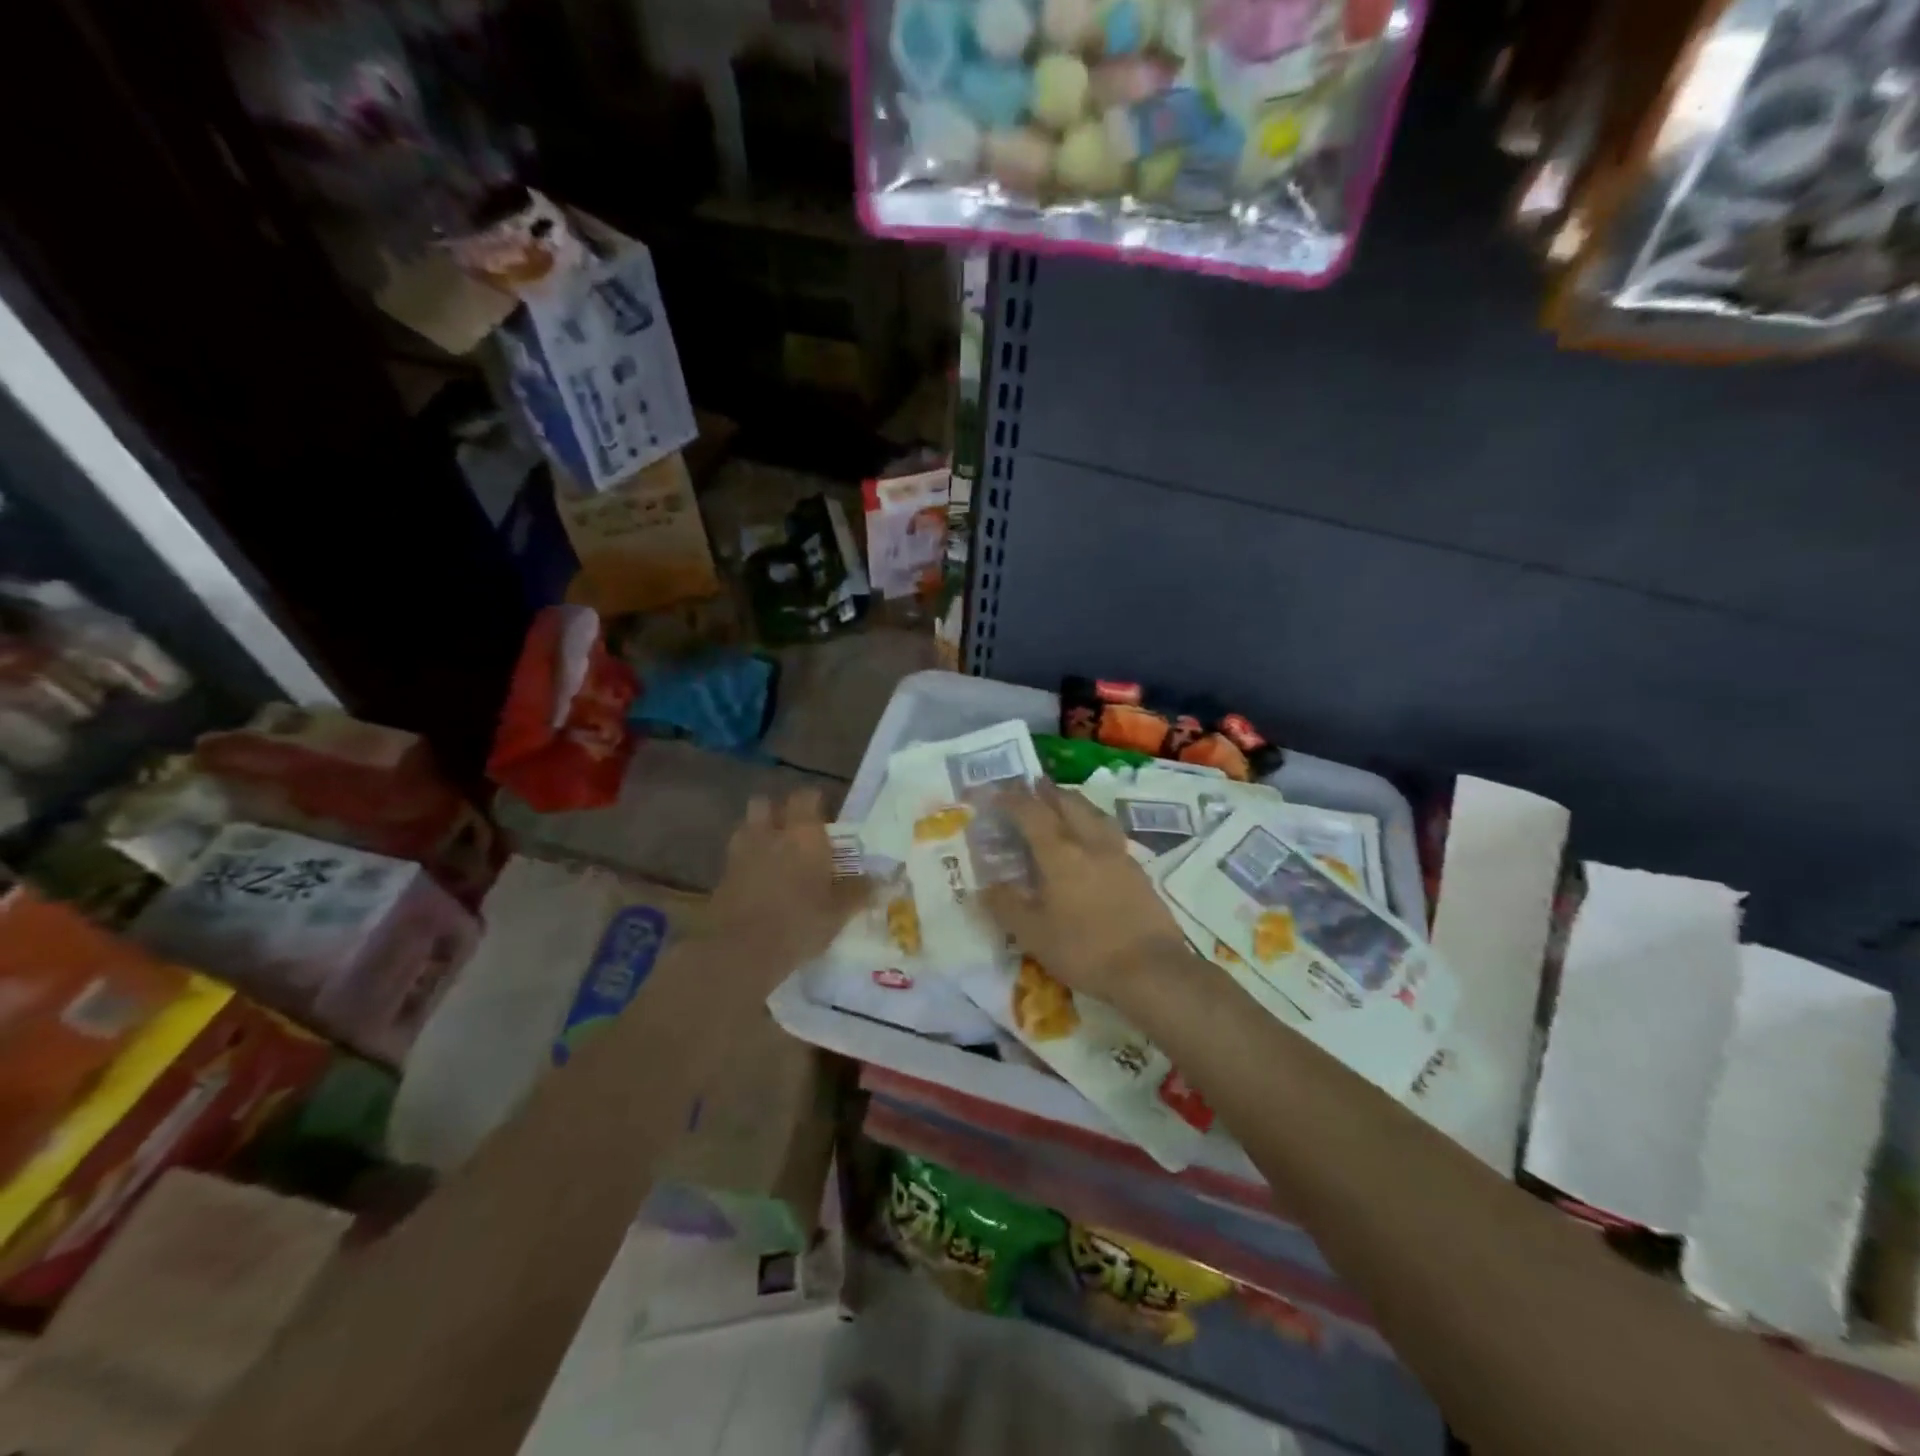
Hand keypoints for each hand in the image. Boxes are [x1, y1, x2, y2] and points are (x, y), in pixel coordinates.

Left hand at [708, 790, 869, 983]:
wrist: (740, 951)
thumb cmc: (799, 924)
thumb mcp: (838, 912)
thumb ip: (858, 892)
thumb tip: (881, 882)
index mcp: (804, 834)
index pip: (807, 796)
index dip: (815, 800)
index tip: (825, 814)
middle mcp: (771, 834)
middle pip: (766, 803)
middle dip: (778, 810)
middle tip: (794, 830)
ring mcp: (741, 852)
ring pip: (747, 826)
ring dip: (758, 832)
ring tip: (773, 852)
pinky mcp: (722, 875)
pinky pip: (736, 856)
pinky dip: (746, 861)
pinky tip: (758, 880)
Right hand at [981, 782, 1192, 1005]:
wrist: (1151, 969)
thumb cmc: (1084, 949)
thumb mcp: (1033, 934)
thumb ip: (1007, 906)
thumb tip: (986, 886)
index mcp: (1060, 853)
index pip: (1032, 814)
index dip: (1012, 800)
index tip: (996, 793)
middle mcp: (1090, 843)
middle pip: (1068, 804)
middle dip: (1048, 792)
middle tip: (1034, 784)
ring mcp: (1119, 855)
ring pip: (1094, 814)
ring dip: (1075, 802)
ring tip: (1065, 802)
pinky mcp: (1138, 871)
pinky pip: (1110, 833)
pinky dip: (1095, 824)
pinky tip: (1094, 840)